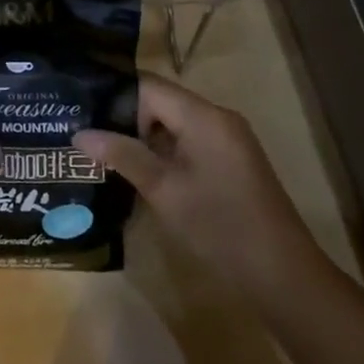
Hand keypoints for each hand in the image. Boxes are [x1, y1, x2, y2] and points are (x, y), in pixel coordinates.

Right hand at [74, 73, 322, 295]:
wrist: (284, 277)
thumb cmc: (220, 227)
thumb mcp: (164, 190)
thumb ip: (122, 155)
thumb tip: (79, 133)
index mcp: (204, 116)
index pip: (148, 86)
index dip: (114, 96)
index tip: (82, 113)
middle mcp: (217, 118)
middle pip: (160, 102)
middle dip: (123, 117)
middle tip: (86, 135)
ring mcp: (226, 141)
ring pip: (172, 124)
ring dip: (141, 137)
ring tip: (102, 153)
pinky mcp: (230, 162)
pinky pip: (187, 142)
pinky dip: (161, 151)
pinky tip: (137, 172)